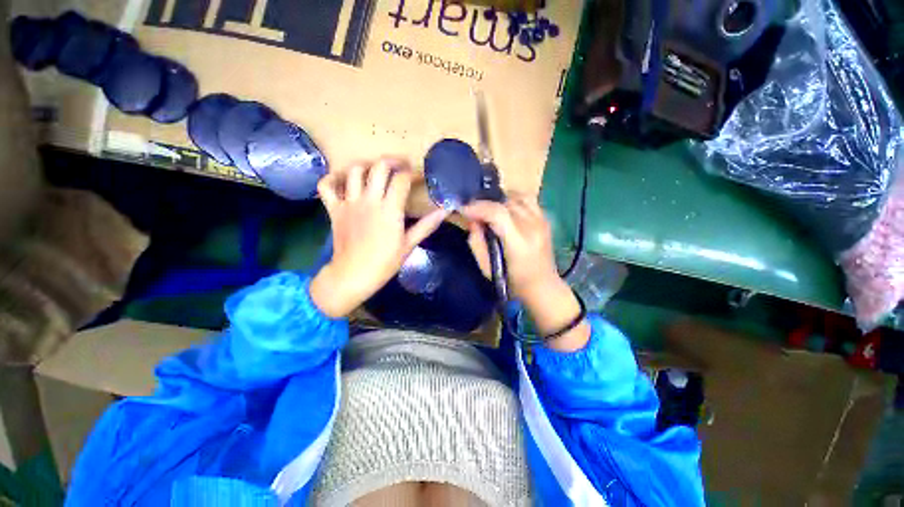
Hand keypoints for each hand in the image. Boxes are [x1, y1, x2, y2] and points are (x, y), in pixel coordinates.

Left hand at [310, 159, 447, 317]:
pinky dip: (333, 178)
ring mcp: (349, 203)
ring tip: (376, 172)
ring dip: (367, 166)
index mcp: (389, 209)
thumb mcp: (409, 244)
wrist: (353, 275)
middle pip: (379, 167)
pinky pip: (326, 185)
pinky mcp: (333, 209)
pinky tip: (344, 181)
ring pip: (355, 171)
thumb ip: (427, 225)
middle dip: (392, 161)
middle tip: (401, 165)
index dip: (412, 174)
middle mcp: (369, 200)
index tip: (418, 177)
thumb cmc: (385, 262)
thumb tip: (445, 211)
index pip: (401, 180)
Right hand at [462, 196, 589, 350]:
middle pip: (505, 203)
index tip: (463, 209)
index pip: (498, 213)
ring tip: (487, 210)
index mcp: (519, 243)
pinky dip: (512, 199)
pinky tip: (504, 208)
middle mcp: (533, 227)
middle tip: (472, 212)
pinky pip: (527, 199)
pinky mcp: (545, 219)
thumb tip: (472, 221)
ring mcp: (542, 221)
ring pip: (516, 197)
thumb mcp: (487, 269)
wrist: (543, 286)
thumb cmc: (513, 283)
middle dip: (484, 204)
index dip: (478, 207)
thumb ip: (477, 243)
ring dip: (498, 201)